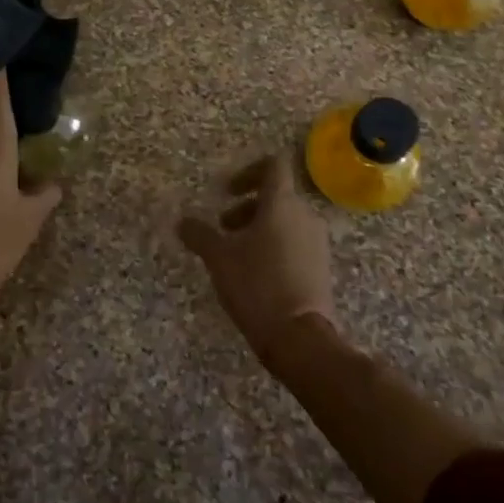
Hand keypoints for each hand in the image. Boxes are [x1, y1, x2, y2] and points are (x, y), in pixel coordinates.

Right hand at [178, 153, 335, 370]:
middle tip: (223, 227)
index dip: (249, 171)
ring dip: (259, 228)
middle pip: (276, 196)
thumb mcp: (219, 258)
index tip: (227, 191)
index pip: (273, 165)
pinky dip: (274, 247)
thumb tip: (182, 222)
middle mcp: (304, 215)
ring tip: (235, 254)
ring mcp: (317, 242)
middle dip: (246, 207)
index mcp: (282, 203)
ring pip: (286, 221)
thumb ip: (199, 234)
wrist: (301, 337)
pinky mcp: (321, 267)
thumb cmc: (257, 285)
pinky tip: (255, 274)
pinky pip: (296, 243)